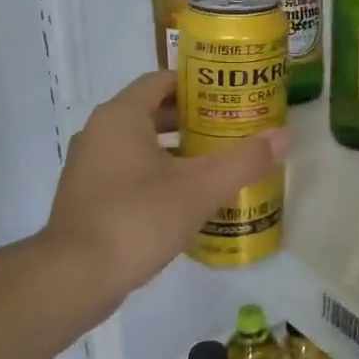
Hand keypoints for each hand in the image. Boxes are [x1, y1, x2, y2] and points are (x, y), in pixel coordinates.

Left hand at [44, 71, 288, 302]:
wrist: (74, 277)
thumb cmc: (137, 218)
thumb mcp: (200, 188)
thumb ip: (244, 160)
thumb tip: (285, 135)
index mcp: (121, 116)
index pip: (162, 80)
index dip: (197, 83)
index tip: (229, 95)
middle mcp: (99, 132)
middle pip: (151, 111)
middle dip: (192, 117)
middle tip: (230, 127)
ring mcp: (89, 166)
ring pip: (140, 143)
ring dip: (176, 148)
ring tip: (215, 160)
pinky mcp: (87, 197)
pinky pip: (128, 170)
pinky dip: (157, 172)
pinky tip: (186, 196)